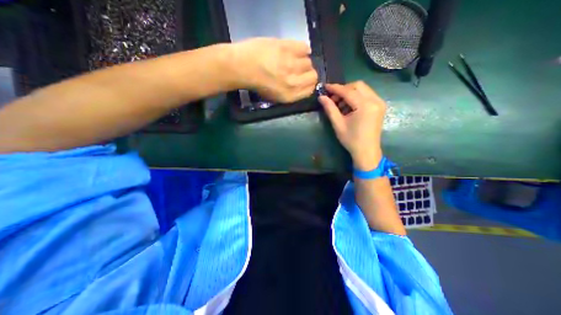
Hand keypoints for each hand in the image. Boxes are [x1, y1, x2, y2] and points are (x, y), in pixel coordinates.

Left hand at [230, 37, 317, 102]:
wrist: (242, 67)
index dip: (309, 84)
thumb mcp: (275, 97)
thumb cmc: (257, 84)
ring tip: (293, 61)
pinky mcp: (286, 47)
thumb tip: (302, 84)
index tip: (304, 80)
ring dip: (303, 61)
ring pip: (308, 61)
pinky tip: (295, 51)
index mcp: (290, 95)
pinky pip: (304, 47)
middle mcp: (293, 82)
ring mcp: (290, 64)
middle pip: (313, 75)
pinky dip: (302, 49)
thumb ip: (291, 93)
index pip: (311, 89)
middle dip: (308, 73)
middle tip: (299, 70)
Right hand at [320, 81, 385, 169]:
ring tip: (340, 104)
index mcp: (365, 106)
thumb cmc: (351, 140)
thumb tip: (321, 97)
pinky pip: (367, 95)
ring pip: (363, 89)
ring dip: (349, 93)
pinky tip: (349, 107)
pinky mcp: (379, 106)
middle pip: (357, 86)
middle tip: (333, 99)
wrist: (367, 151)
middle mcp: (375, 100)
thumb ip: (330, 108)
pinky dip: (356, 97)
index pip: (348, 91)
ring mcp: (379, 102)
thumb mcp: (338, 124)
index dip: (335, 88)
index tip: (324, 87)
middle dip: (343, 89)